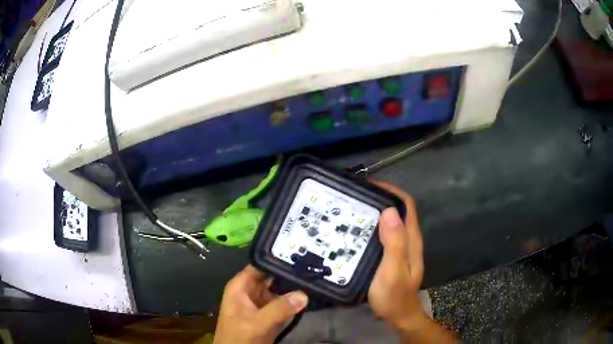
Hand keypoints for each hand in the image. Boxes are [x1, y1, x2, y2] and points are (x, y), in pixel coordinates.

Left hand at [213, 265, 308, 343]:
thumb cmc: (239, 336)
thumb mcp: (257, 322)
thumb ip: (279, 309)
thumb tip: (304, 294)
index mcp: (241, 286)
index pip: (260, 265)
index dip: (277, 258)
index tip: (300, 253)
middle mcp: (251, 290)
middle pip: (272, 276)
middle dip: (290, 272)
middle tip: (313, 266)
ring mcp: (261, 303)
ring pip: (279, 289)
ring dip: (294, 286)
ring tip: (314, 277)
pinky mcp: (269, 314)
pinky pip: (284, 302)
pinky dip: (295, 300)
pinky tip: (310, 293)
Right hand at [368, 181, 426, 331]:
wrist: (398, 315)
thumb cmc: (394, 295)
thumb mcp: (393, 270)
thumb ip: (394, 243)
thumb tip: (389, 211)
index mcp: (411, 239)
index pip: (406, 205)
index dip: (391, 191)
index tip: (369, 185)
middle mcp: (408, 239)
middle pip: (398, 210)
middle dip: (380, 198)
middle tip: (355, 196)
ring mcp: (400, 248)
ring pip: (390, 221)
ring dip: (375, 212)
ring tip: (351, 210)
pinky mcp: (392, 255)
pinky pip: (383, 234)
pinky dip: (372, 226)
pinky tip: (356, 231)